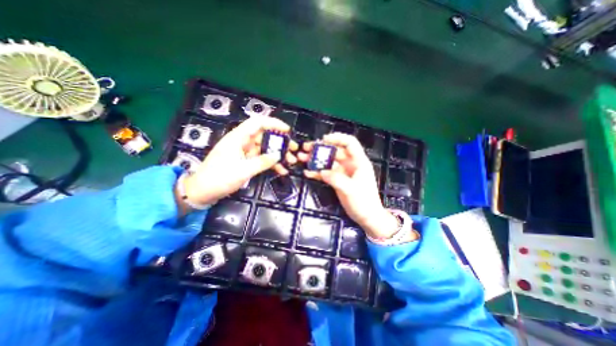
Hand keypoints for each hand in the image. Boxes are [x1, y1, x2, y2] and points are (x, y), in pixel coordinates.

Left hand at [179, 116, 297, 207]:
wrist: (203, 192)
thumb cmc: (220, 178)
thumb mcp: (243, 170)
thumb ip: (262, 162)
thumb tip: (278, 155)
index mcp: (238, 138)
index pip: (258, 123)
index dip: (273, 123)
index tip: (287, 131)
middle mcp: (242, 142)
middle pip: (264, 136)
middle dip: (280, 142)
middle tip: (293, 149)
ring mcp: (244, 152)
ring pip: (264, 148)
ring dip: (278, 154)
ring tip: (291, 161)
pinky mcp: (245, 161)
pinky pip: (261, 159)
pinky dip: (271, 163)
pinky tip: (281, 170)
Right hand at [298, 134, 399, 238]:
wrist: (367, 217)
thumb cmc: (364, 201)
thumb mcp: (351, 189)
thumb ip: (336, 179)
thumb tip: (321, 171)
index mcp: (358, 162)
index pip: (350, 143)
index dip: (337, 138)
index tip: (324, 139)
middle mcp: (350, 164)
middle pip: (334, 151)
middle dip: (320, 149)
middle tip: (306, 148)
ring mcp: (342, 172)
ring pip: (328, 162)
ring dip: (315, 160)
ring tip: (302, 158)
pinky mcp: (337, 180)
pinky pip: (326, 173)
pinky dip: (317, 173)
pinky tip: (307, 173)